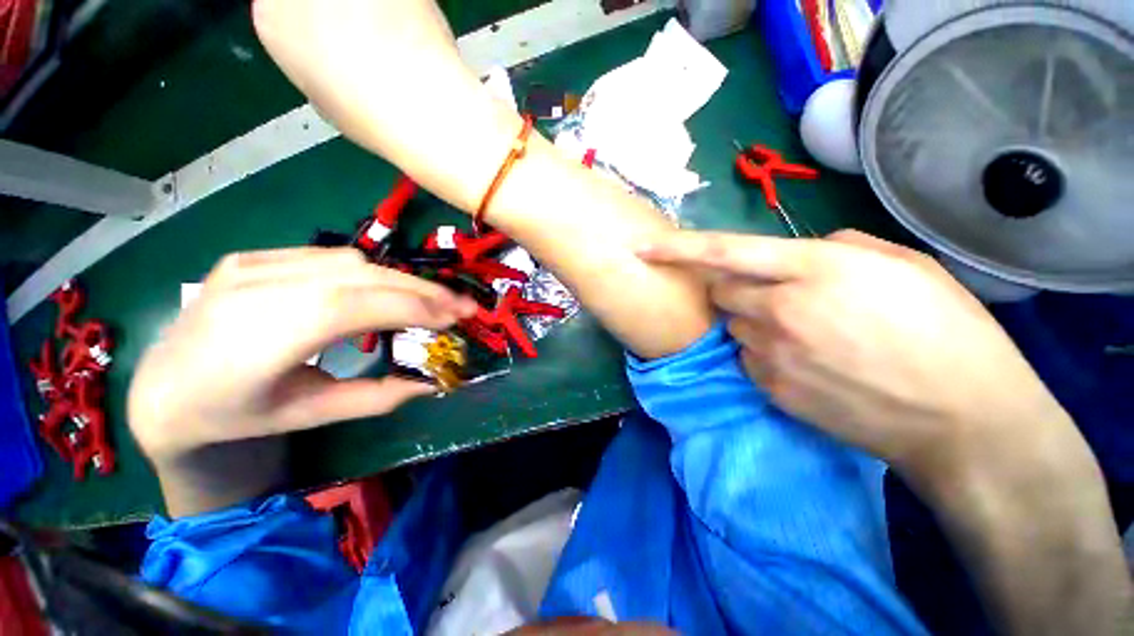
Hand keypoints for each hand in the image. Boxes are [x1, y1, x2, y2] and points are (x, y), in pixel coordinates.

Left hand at [128, 247, 477, 462]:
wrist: (164, 387)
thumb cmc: (234, 414)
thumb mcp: (308, 415)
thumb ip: (375, 397)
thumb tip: (432, 383)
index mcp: (255, 340)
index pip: (351, 307)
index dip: (412, 307)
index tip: (457, 317)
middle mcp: (250, 289)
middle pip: (357, 276)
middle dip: (420, 289)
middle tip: (460, 305)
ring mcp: (249, 265)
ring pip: (349, 260)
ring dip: (400, 279)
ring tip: (430, 299)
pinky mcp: (253, 256)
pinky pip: (328, 257)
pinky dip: (370, 272)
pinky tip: (384, 289)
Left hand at [637, 230, 1071, 480]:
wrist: (962, 416)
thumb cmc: (948, 332)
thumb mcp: (903, 265)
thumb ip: (836, 249)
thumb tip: (793, 255)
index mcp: (813, 269)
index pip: (724, 252)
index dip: (677, 248)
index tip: (642, 248)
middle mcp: (778, 310)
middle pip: (722, 292)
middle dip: (736, 291)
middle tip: (778, 298)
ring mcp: (768, 353)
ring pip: (734, 328)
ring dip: (755, 325)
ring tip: (808, 338)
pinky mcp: (768, 388)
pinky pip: (747, 360)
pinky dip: (764, 355)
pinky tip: (809, 365)